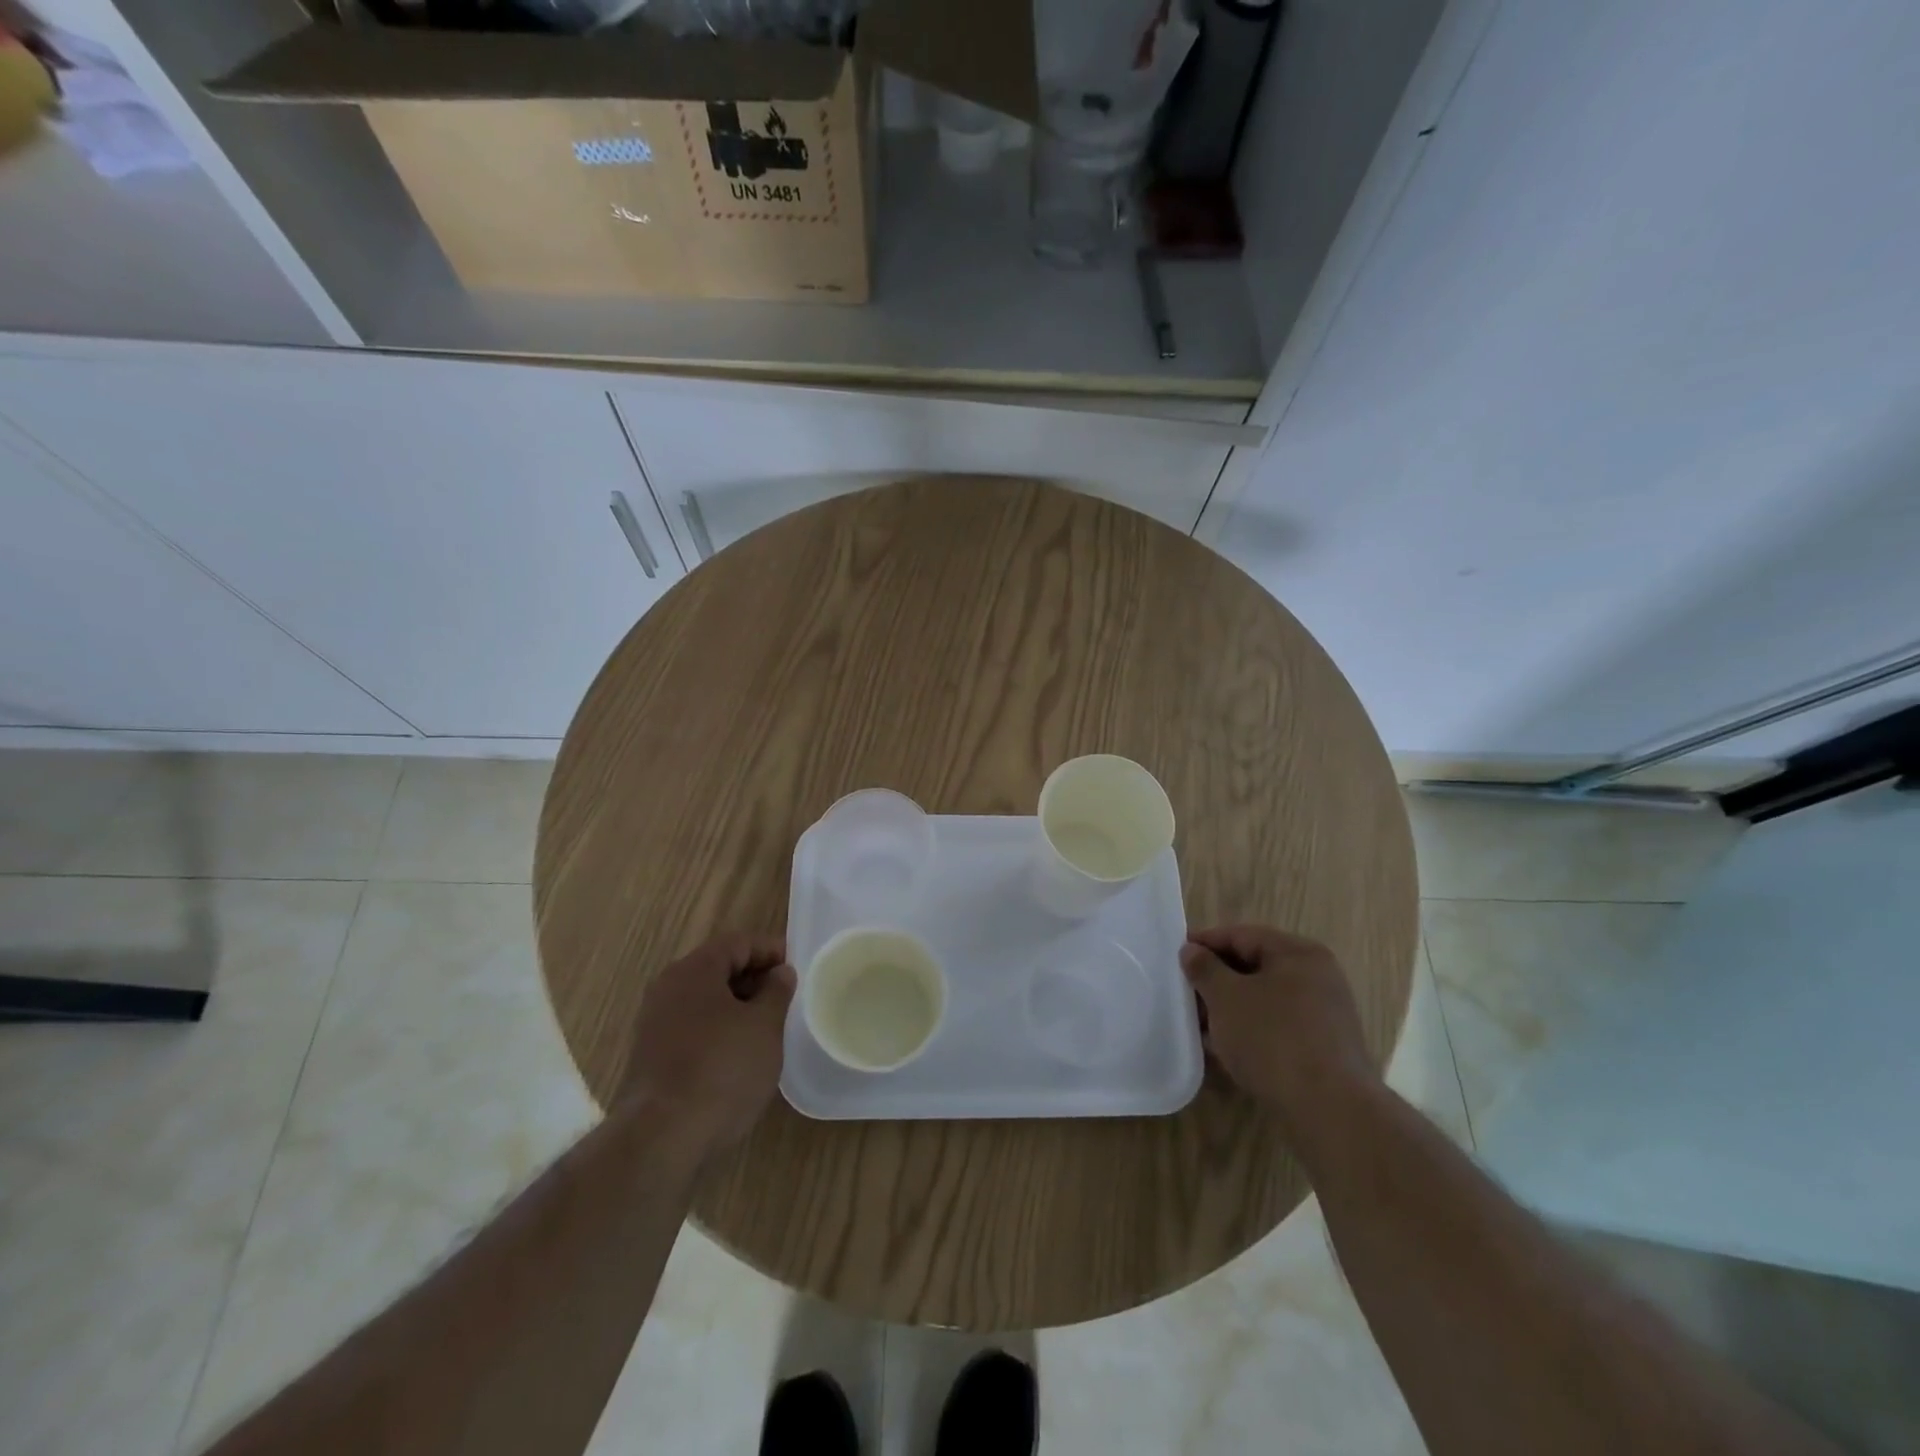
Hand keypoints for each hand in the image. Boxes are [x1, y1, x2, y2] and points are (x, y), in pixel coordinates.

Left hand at [619, 932, 795, 1158]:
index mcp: (694, 970)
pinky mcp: (652, 1056)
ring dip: (738, 1005)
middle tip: (787, 996)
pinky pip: (693, 1026)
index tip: (797, 966)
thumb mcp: (764, 1026)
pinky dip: (719, 1028)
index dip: (770, 950)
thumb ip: (777, 992)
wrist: (661, 1139)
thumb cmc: (722, 1070)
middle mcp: (668, 988)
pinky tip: (740, 1053)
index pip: (738, 943)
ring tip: (769, 1025)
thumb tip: (780, 972)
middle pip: (718, 968)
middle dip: (754, 977)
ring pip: (705, 1000)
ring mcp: (655, 1024)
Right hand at [1180, 924, 1377, 1131]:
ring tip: (1198, 1024)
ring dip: (1230, 1008)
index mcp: (1298, 953)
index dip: (1205, 942)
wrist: (1330, 1110)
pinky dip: (1249, 1030)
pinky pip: (1276, 1026)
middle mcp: (1317, 977)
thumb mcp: (1226, 997)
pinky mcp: (1323, 1047)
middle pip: (1254, 966)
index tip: (1175, 956)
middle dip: (1216, 979)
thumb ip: (1204, 968)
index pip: (1242, 935)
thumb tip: (1191, 951)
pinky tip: (1224, 1048)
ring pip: (1264, 999)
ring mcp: (1324, 1014)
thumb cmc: (1273, 1039)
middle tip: (1184, 992)